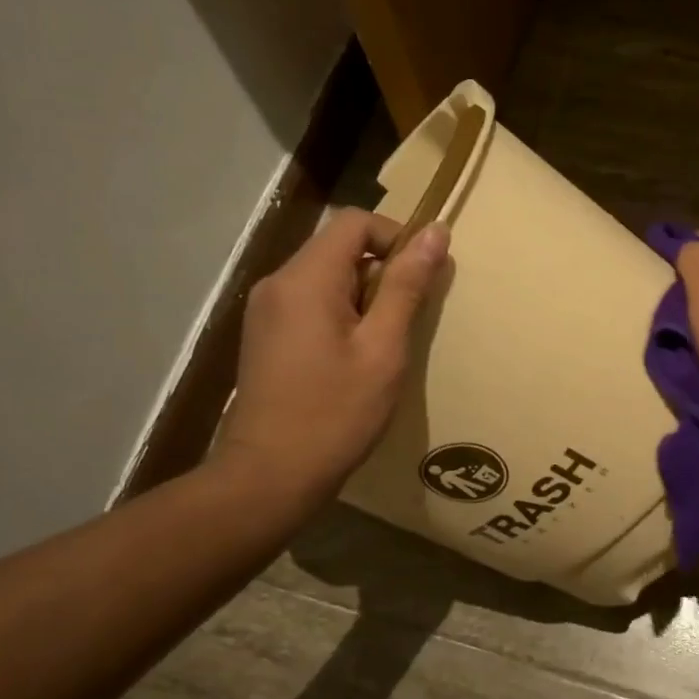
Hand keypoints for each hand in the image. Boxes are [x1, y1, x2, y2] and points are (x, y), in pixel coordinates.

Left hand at [215, 209, 448, 498]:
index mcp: (305, 279)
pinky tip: (353, 358)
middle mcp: (277, 283)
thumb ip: (406, 286)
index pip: (355, 222)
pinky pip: (309, 302)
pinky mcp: (263, 335)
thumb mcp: (383, 348)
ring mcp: (265, 310)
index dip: (396, 238)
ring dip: (362, 296)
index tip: (421, 279)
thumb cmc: (335, 413)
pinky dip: (340, 314)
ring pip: (325, 276)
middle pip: (338, 247)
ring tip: (382, 345)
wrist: (269, 477)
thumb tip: (435, 232)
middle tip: (406, 320)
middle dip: (381, 271)